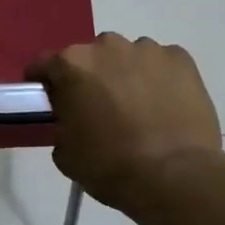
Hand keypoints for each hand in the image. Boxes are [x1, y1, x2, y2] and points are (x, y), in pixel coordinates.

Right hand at [26, 35, 223, 211]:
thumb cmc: (109, 166)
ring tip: (136, 108)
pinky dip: (158, 79)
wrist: (174, 177)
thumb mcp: (64, 152)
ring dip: (125, 75)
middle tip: (98, 108)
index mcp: (71, 65)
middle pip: (90, 57)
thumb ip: (61, 123)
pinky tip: (164, 106)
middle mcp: (107, 46)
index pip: (44, 64)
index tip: (50, 100)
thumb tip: (71, 118)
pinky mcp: (181, 59)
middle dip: (90, 78)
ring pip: (128, 57)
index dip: (44, 83)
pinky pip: (161, 64)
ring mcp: (148, 50)